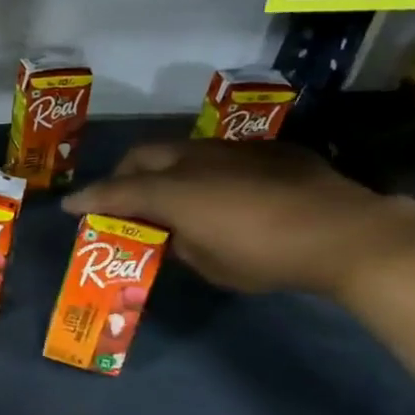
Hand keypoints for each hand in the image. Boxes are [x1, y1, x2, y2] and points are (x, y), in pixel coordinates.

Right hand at [62, 139, 414, 297]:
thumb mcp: (211, 264)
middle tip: (119, 197)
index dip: (89, 200)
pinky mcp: (265, 151)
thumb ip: (180, 244)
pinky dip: (202, 170)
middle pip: (143, 157)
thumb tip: (173, 233)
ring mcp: (232, 149)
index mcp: (174, 191)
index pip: (117, 192)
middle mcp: (195, 160)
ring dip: (163, 168)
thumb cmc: (266, 256)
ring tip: (166, 192)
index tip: (69, 207)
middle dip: (123, 175)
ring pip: (180, 149)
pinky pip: (218, 155)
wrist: (344, 232)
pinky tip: (220, 191)